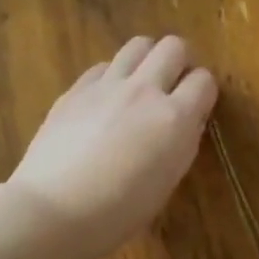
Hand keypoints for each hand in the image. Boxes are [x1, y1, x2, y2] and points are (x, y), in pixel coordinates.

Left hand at [8, 35, 217, 258]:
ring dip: (147, 60)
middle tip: (173, 87)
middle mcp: (144, 91)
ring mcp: (106, 86)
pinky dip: (112, 76)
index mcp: (174, 119)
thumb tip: (188, 121)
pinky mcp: (75, 90)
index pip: (204, 81)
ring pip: (138, 45)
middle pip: (173, 47)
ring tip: (141, 85)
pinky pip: (103, 66)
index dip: (203, 92)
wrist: (54, 211)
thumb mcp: (166, 183)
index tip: (197, 107)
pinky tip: (106, 100)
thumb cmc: (118, 213)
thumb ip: (182, 144)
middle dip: (180, 62)